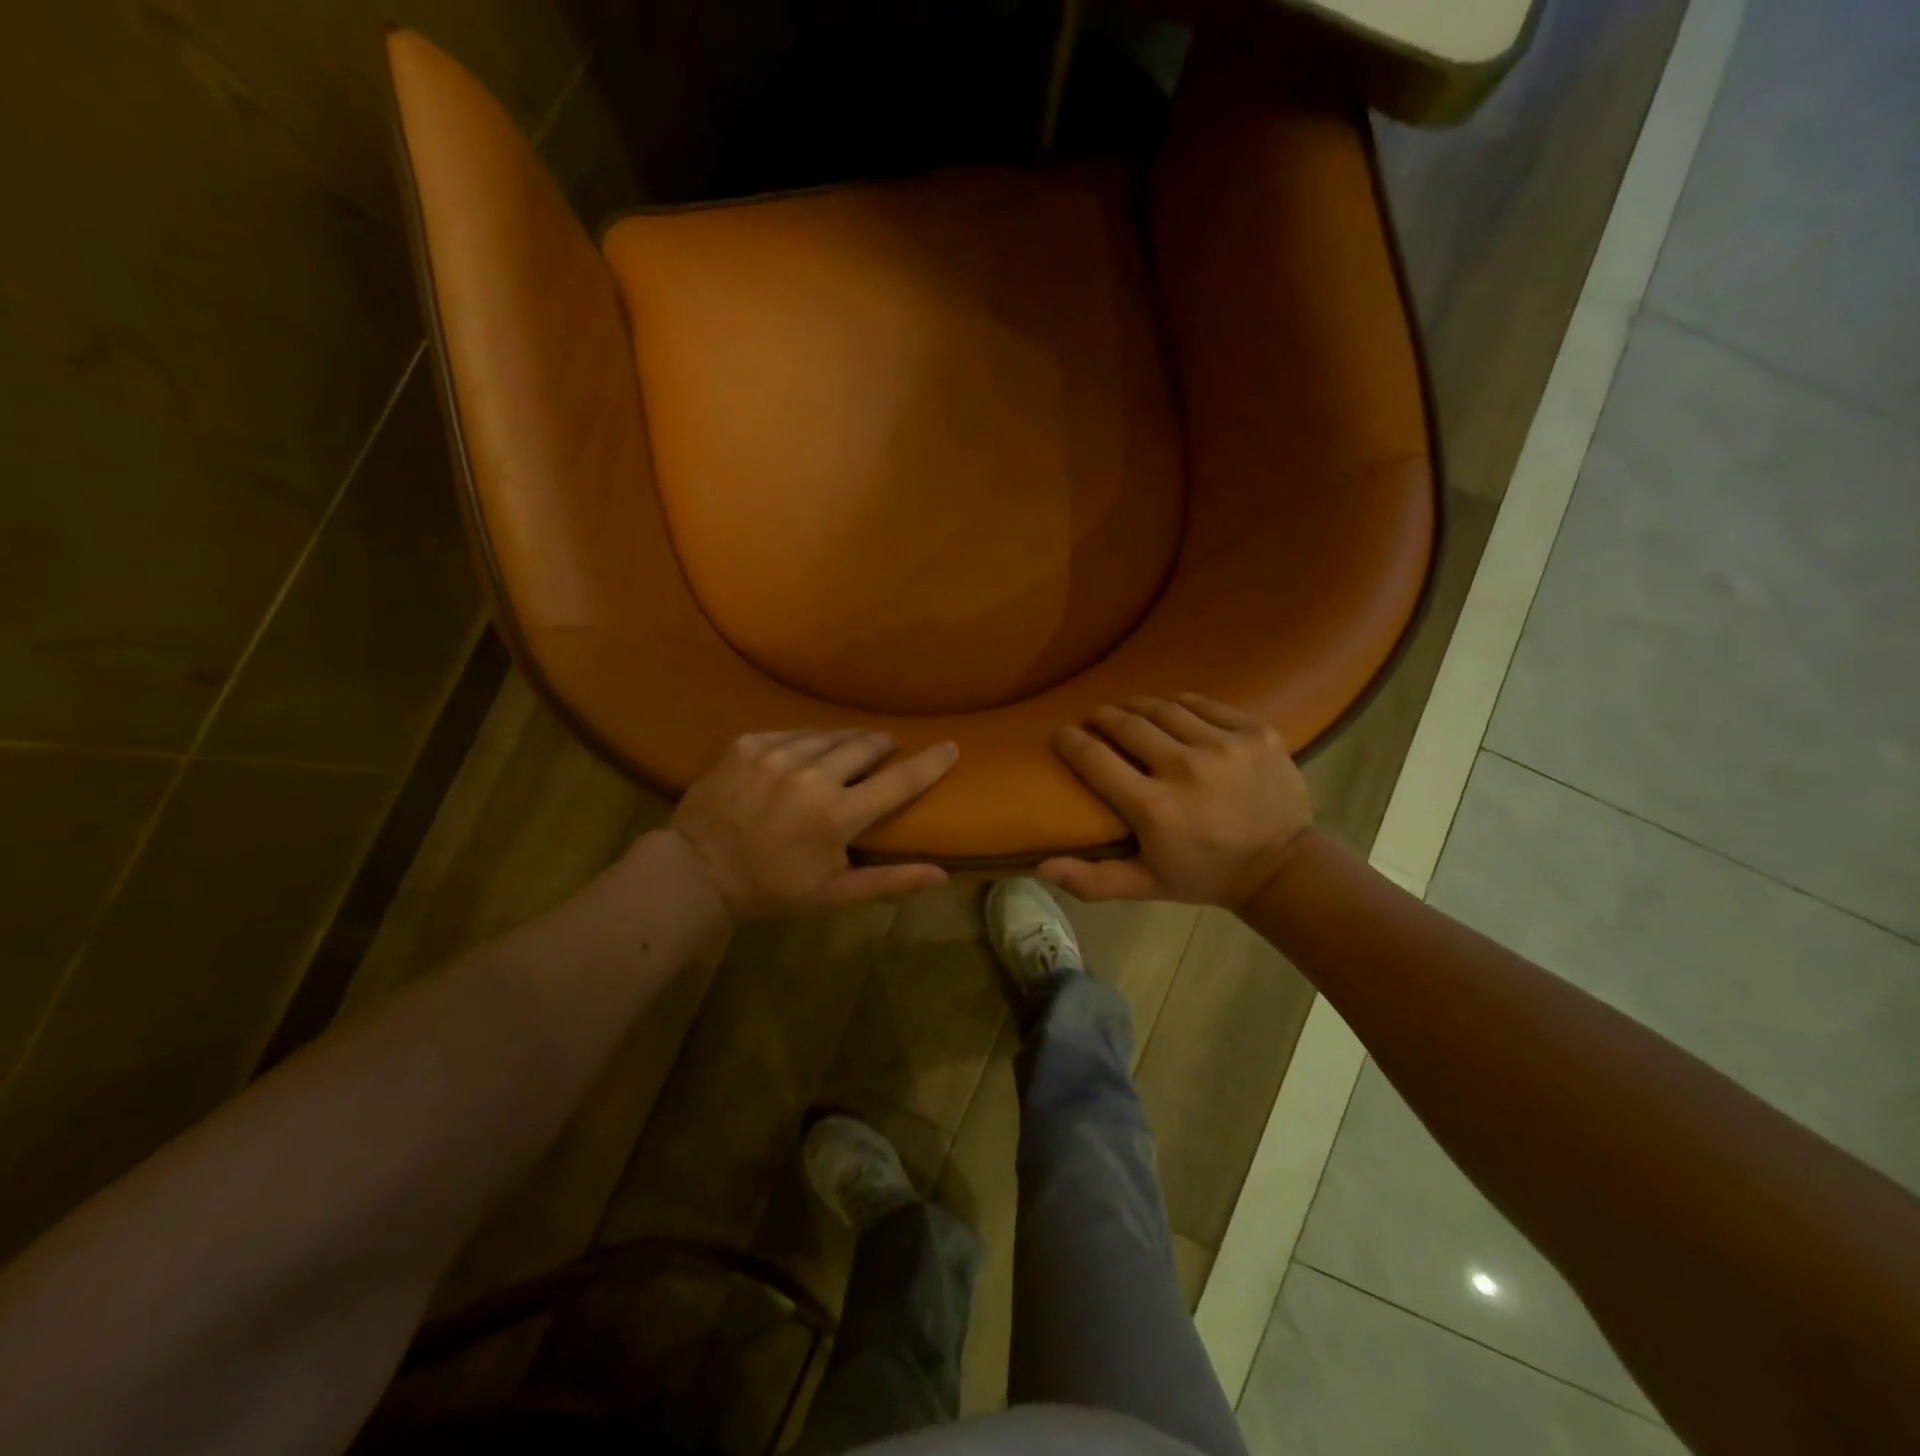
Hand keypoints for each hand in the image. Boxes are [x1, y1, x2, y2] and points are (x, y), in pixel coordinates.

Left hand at [669, 729, 957, 919]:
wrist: (696, 872)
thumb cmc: (772, 889)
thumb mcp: (834, 894)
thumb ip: (890, 881)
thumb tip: (941, 875)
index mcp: (838, 814)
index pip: (900, 780)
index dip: (931, 762)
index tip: (951, 745)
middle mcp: (811, 775)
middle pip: (865, 745)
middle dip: (882, 745)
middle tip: (887, 749)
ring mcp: (776, 754)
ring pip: (828, 735)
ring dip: (846, 741)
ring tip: (850, 748)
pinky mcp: (747, 744)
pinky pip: (791, 733)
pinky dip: (806, 741)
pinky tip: (805, 753)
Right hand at [1040, 694, 1313, 908]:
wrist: (1282, 866)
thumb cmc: (1204, 875)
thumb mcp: (1146, 885)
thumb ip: (1092, 879)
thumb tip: (1040, 867)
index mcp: (1154, 809)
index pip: (1095, 759)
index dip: (1071, 741)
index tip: (1062, 734)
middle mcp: (1186, 770)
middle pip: (1127, 724)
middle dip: (1103, 717)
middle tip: (1096, 719)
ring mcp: (1225, 747)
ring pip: (1164, 708)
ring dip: (1139, 707)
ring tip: (1131, 712)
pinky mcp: (1256, 733)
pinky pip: (1204, 704)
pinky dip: (1182, 705)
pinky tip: (1174, 714)